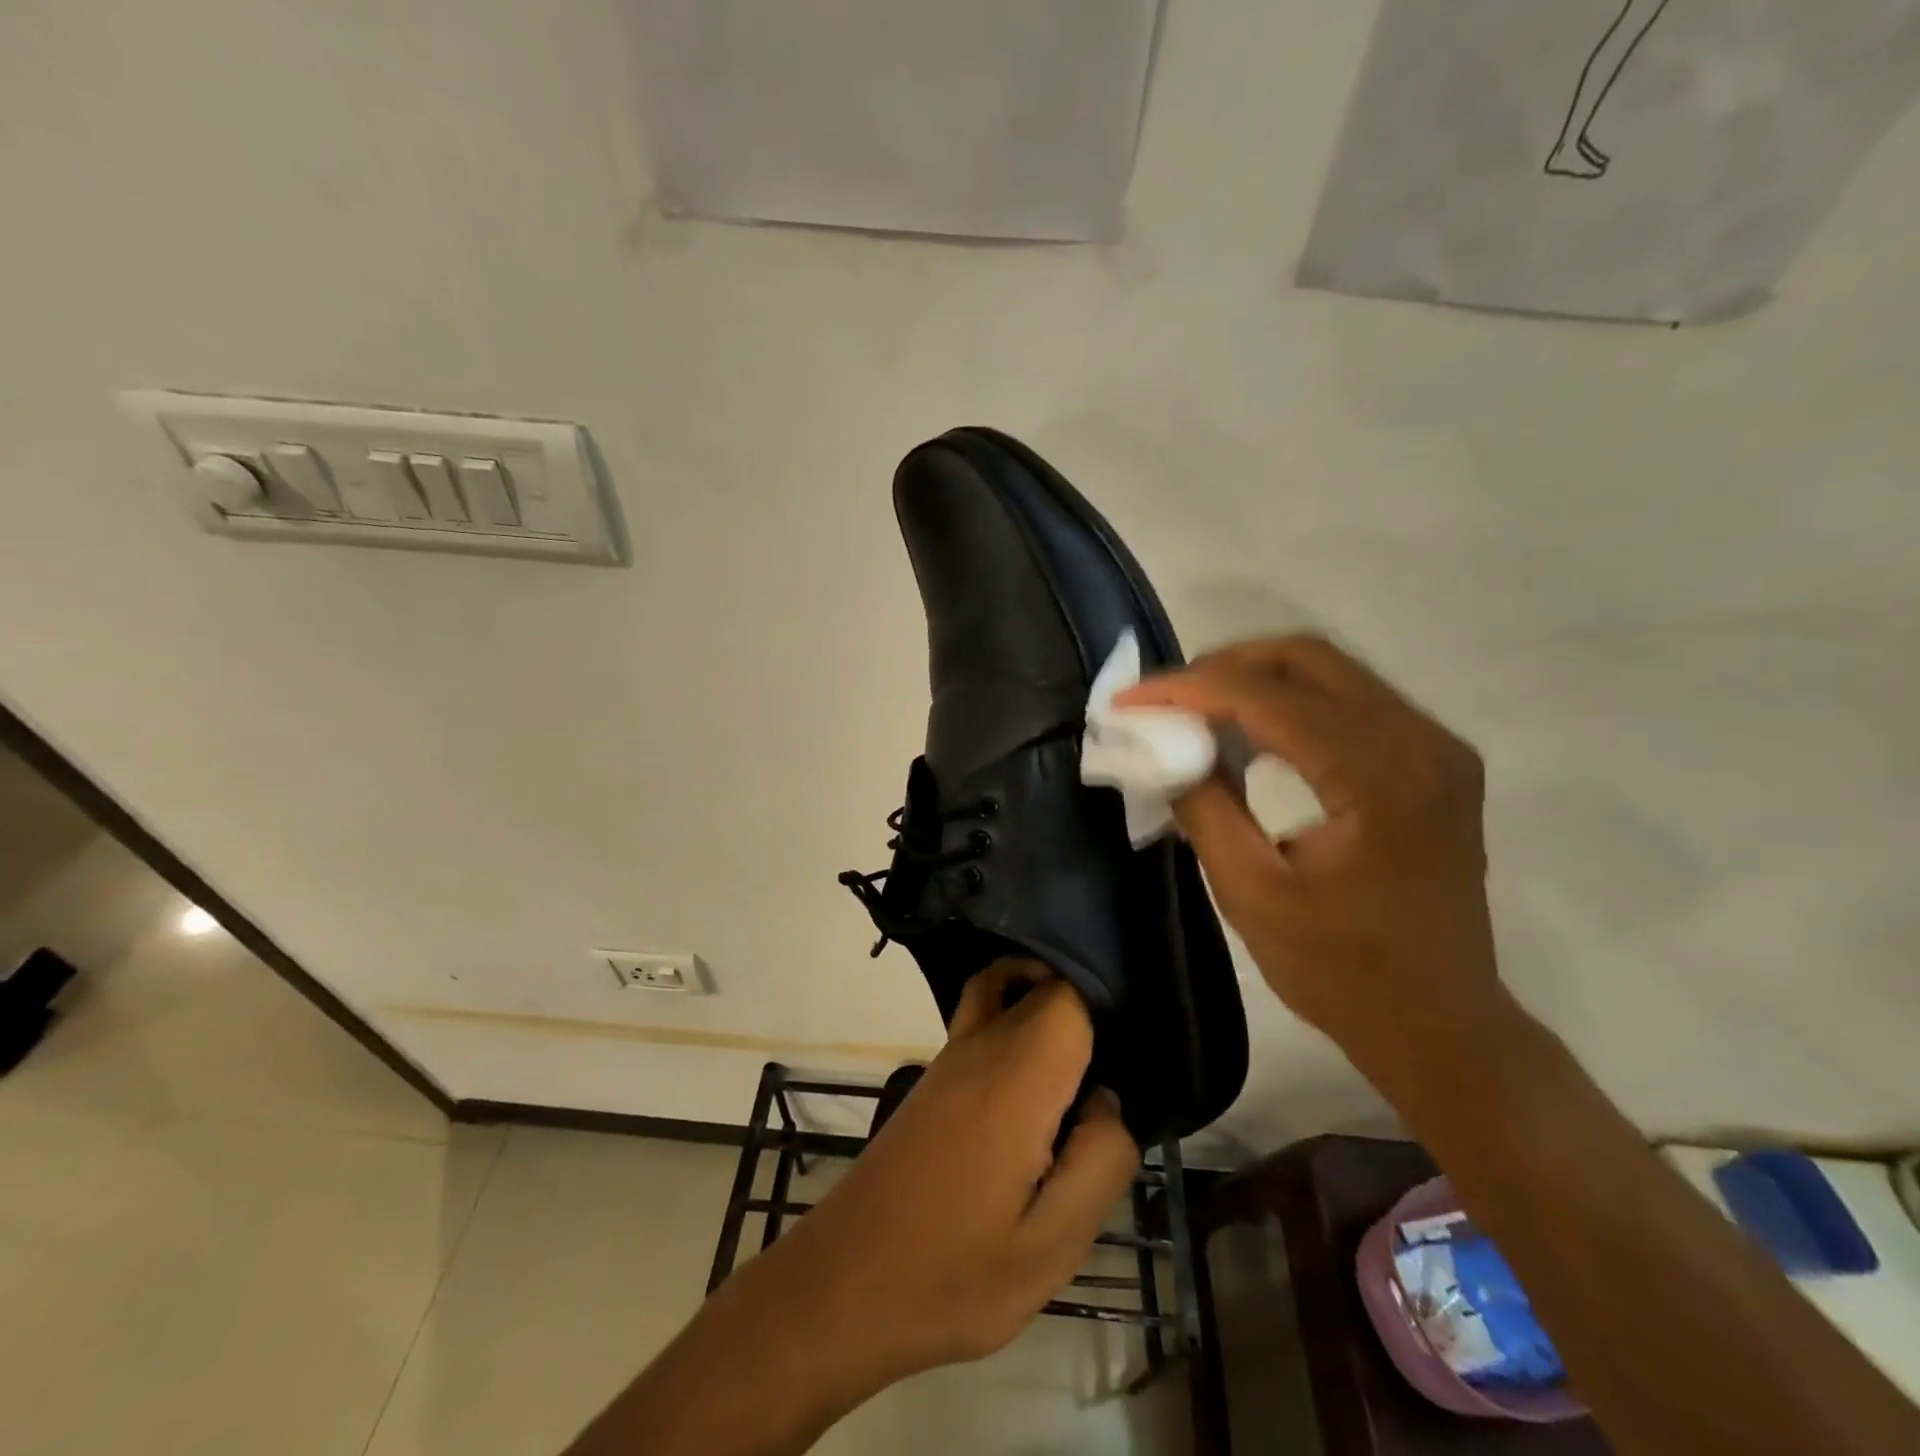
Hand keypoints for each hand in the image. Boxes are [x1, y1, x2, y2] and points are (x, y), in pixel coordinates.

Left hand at [765, 960, 1138, 1387]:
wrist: (844, 1283)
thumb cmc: (954, 1273)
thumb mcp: (1052, 1246)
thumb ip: (1100, 1161)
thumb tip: (1109, 1101)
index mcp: (1016, 1075)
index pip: (1069, 994)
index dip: (1109, 1006)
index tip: (1137, 1047)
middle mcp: (980, 1045)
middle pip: (1040, 983)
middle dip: (1085, 1003)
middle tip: (1122, 1064)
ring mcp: (950, 1057)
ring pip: (1005, 989)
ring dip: (1046, 1002)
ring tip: (1086, 1068)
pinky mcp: (935, 1078)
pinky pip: (982, 1016)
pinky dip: (1014, 1016)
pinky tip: (1039, 1085)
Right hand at [1117, 637, 1504, 1069]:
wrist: (1441, 1024)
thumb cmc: (1342, 971)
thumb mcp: (1251, 893)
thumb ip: (1205, 807)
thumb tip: (1167, 748)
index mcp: (1378, 778)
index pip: (1270, 698)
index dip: (1190, 689)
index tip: (1130, 698)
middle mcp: (1421, 742)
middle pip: (1308, 658)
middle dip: (1224, 667)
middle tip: (1165, 697)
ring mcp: (1436, 747)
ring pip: (1331, 672)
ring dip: (1255, 680)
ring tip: (1195, 711)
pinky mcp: (1434, 761)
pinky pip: (1351, 702)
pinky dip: (1290, 704)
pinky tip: (1249, 734)